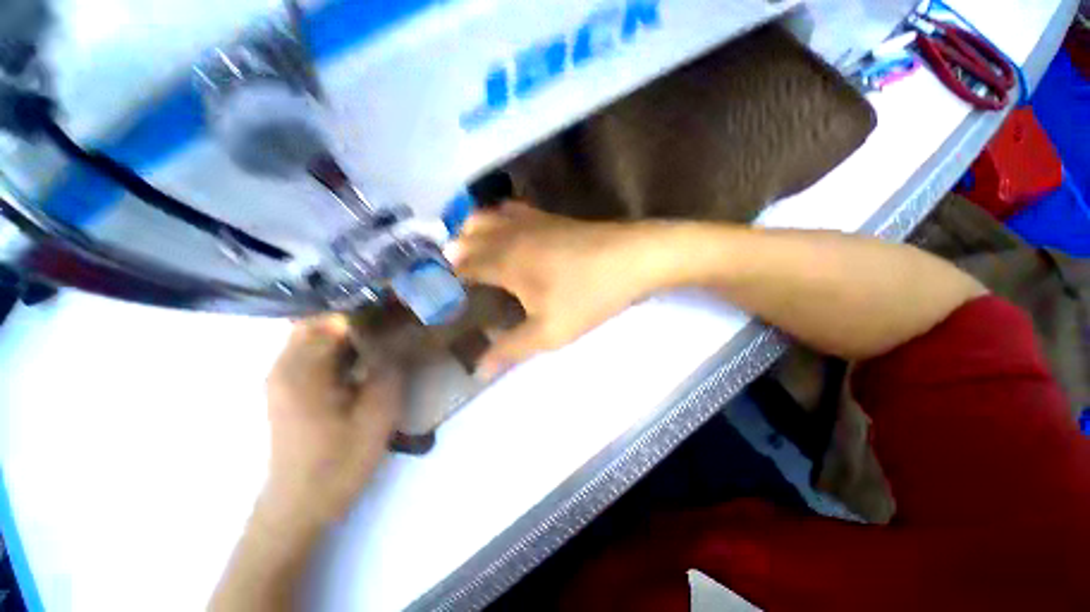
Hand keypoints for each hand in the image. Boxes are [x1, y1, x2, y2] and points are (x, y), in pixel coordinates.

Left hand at [263, 314, 402, 529]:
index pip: (333, 318)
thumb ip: (386, 370)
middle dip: (354, 316)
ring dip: (344, 330)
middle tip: (389, 321)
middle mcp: (284, 366)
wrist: (301, 504)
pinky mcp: (286, 389)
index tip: (396, 311)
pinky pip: (310, 352)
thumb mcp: (377, 414)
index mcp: (303, 370)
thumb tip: (392, 339)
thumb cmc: (340, 461)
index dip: (367, 311)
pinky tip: (361, 356)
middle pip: (317, 320)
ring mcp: (281, 377)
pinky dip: (335, 345)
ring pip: (312, 334)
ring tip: (380, 334)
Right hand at [448, 201, 670, 377]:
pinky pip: (510, 210)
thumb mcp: (549, 332)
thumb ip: (511, 349)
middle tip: (451, 274)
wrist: (632, 259)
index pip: (462, 265)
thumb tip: (478, 371)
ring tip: (469, 250)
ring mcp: (529, 221)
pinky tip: (504, 229)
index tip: (440, 290)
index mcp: (503, 262)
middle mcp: (508, 235)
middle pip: (467, 237)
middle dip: (452, 253)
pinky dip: (496, 218)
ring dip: (470, 232)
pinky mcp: (548, 216)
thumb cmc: (588, 296)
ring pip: (485, 216)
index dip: (448, 276)